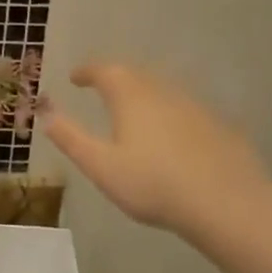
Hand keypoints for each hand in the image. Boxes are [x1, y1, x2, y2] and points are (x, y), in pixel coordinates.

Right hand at [45, 62, 269, 239]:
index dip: (88, 71)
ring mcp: (196, 107)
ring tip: (134, 112)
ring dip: (145, 95)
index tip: (75, 77)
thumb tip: (47, 116)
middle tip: (102, 89)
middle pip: (136, 76)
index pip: (105, 71)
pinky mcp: (219, 126)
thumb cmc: (152, 184)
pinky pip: (186, 112)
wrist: (224, 201)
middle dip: (116, 79)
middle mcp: (164, 92)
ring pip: (164, 92)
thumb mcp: (100, 166)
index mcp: (131, 97)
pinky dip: (171, 116)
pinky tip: (172, 137)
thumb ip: (72, 139)